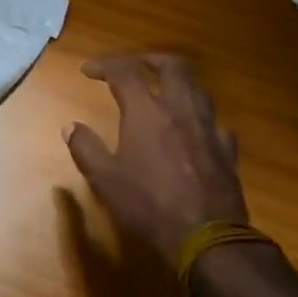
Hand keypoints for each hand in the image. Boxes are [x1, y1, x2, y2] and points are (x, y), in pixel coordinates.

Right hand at [65, 54, 250, 267]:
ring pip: (198, 88)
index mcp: (146, 112)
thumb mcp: (106, 180)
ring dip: (178, 82)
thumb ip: (86, 149)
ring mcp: (209, 128)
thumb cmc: (149, 205)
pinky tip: (195, 130)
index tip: (88, 71)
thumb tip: (70, 127)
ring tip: (164, 90)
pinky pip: (216, 123)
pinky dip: (201, 118)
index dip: (104, 65)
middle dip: (151, 59)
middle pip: (172, 66)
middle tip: (135, 65)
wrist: (207, 237)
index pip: (124, 72)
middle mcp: (180, 109)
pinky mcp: (227, 150)